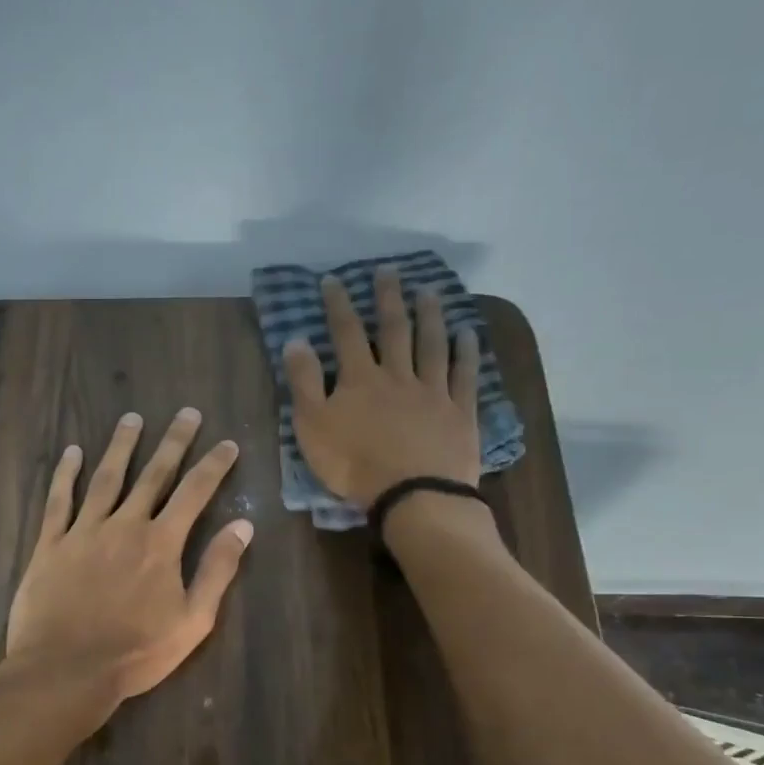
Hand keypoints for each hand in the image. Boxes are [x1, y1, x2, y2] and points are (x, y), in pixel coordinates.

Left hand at [4, 408, 252, 705]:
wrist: (67, 669)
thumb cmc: (135, 653)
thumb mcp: (193, 621)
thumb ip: (217, 570)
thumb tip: (243, 527)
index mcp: (161, 543)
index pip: (194, 493)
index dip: (213, 466)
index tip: (227, 443)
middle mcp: (124, 525)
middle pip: (153, 474)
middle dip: (172, 442)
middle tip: (186, 413)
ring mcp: (83, 531)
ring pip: (106, 477)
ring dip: (121, 446)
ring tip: (131, 418)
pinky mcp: (50, 544)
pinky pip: (58, 500)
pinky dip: (65, 474)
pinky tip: (72, 452)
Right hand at [284, 266, 482, 506]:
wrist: (412, 493)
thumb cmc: (353, 464)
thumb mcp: (312, 426)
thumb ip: (304, 383)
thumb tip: (296, 340)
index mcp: (359, 380)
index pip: (346, 333)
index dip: (339, 305)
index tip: (333, 280)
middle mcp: (398, 375)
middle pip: (393, 330)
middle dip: (388, 299)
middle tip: (388, 271)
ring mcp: (433, 391)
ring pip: (432, 345)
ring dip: (429, 316)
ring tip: (428, 291)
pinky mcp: (459, 412)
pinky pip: (464, 375)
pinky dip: (466, 352)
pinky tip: (467, 334)